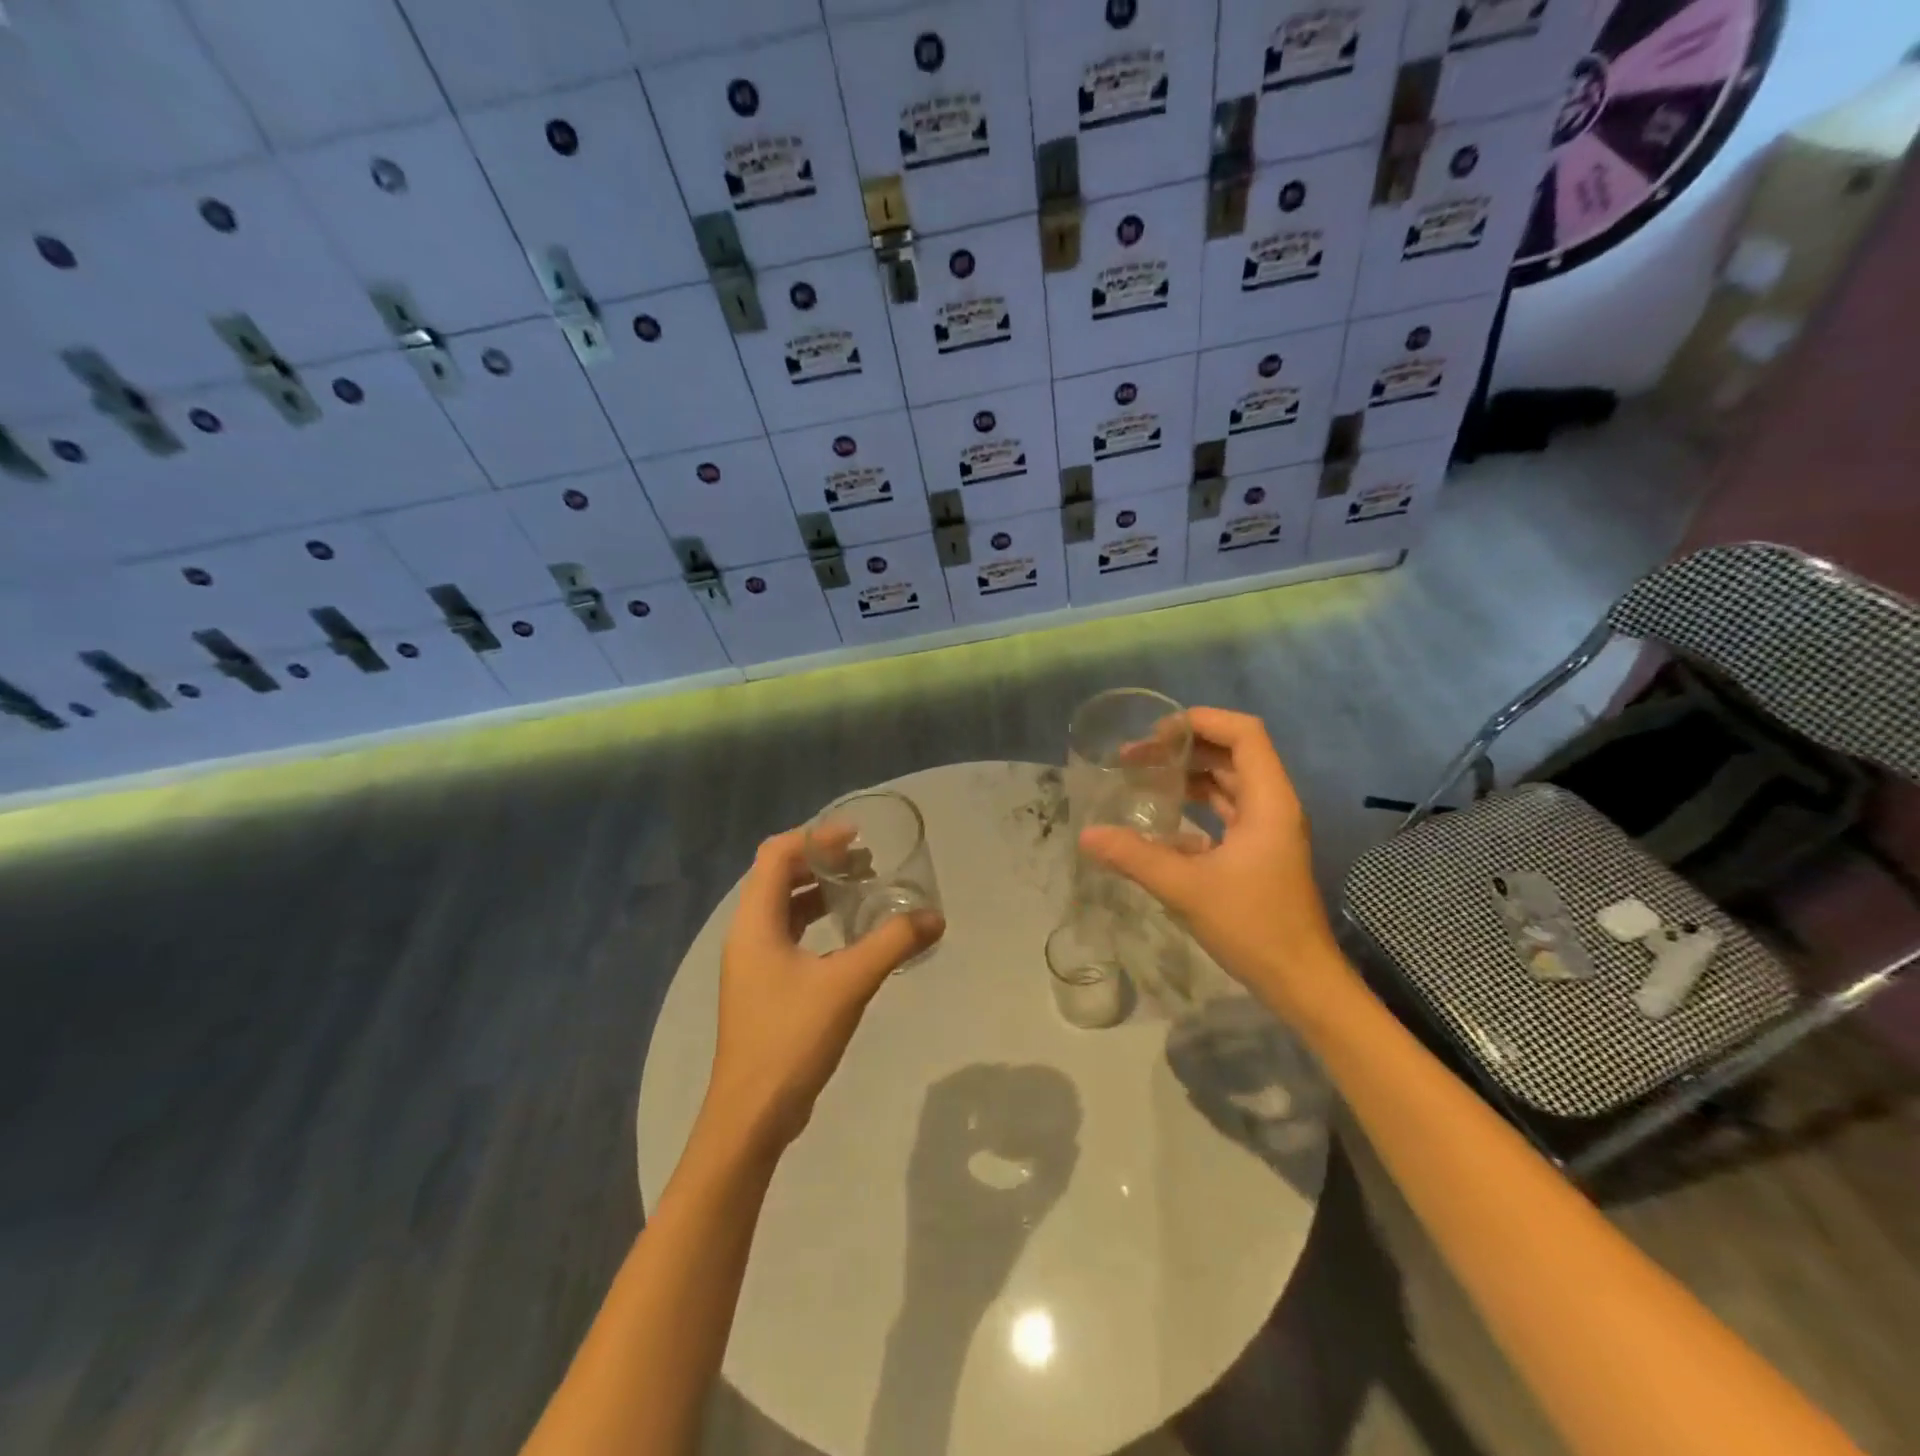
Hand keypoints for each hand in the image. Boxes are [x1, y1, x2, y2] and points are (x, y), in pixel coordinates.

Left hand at [702, 829, 945, 1157]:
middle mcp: (747, 934)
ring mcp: (753, 962)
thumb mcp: (847, 984)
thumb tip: (936, 918)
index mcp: (755, 922)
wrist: (752, 1115)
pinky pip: (789, 935)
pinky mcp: (764, 986)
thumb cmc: (790, 1038)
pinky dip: (817, 922)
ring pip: (784, 907)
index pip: (777, 855)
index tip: (857, 836)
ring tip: (862, 888)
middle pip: (779, 876)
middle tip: (865, 860)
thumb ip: (892, 944)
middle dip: (821, 861)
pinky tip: (850, 935)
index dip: (815, 837)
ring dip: (819, 891)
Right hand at [1078, 707, 1341, 1020]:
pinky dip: (1195, 808)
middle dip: (1184, 748)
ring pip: (1229, 783)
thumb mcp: (1186, 888)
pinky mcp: (1259, 853)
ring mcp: (1268, 830)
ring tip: (1143, 779)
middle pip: (1232, 753)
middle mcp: (1273, 806)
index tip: (1157, 734)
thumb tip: (1086, 834)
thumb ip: (1134, 856)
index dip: (1202, 721)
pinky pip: (1226, 813)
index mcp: (1268, 801)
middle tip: (1136, 757)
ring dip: (1189, 776)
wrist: (1300, 982)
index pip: (1244, 733)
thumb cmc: (1253, 926)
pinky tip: (1161, 824)